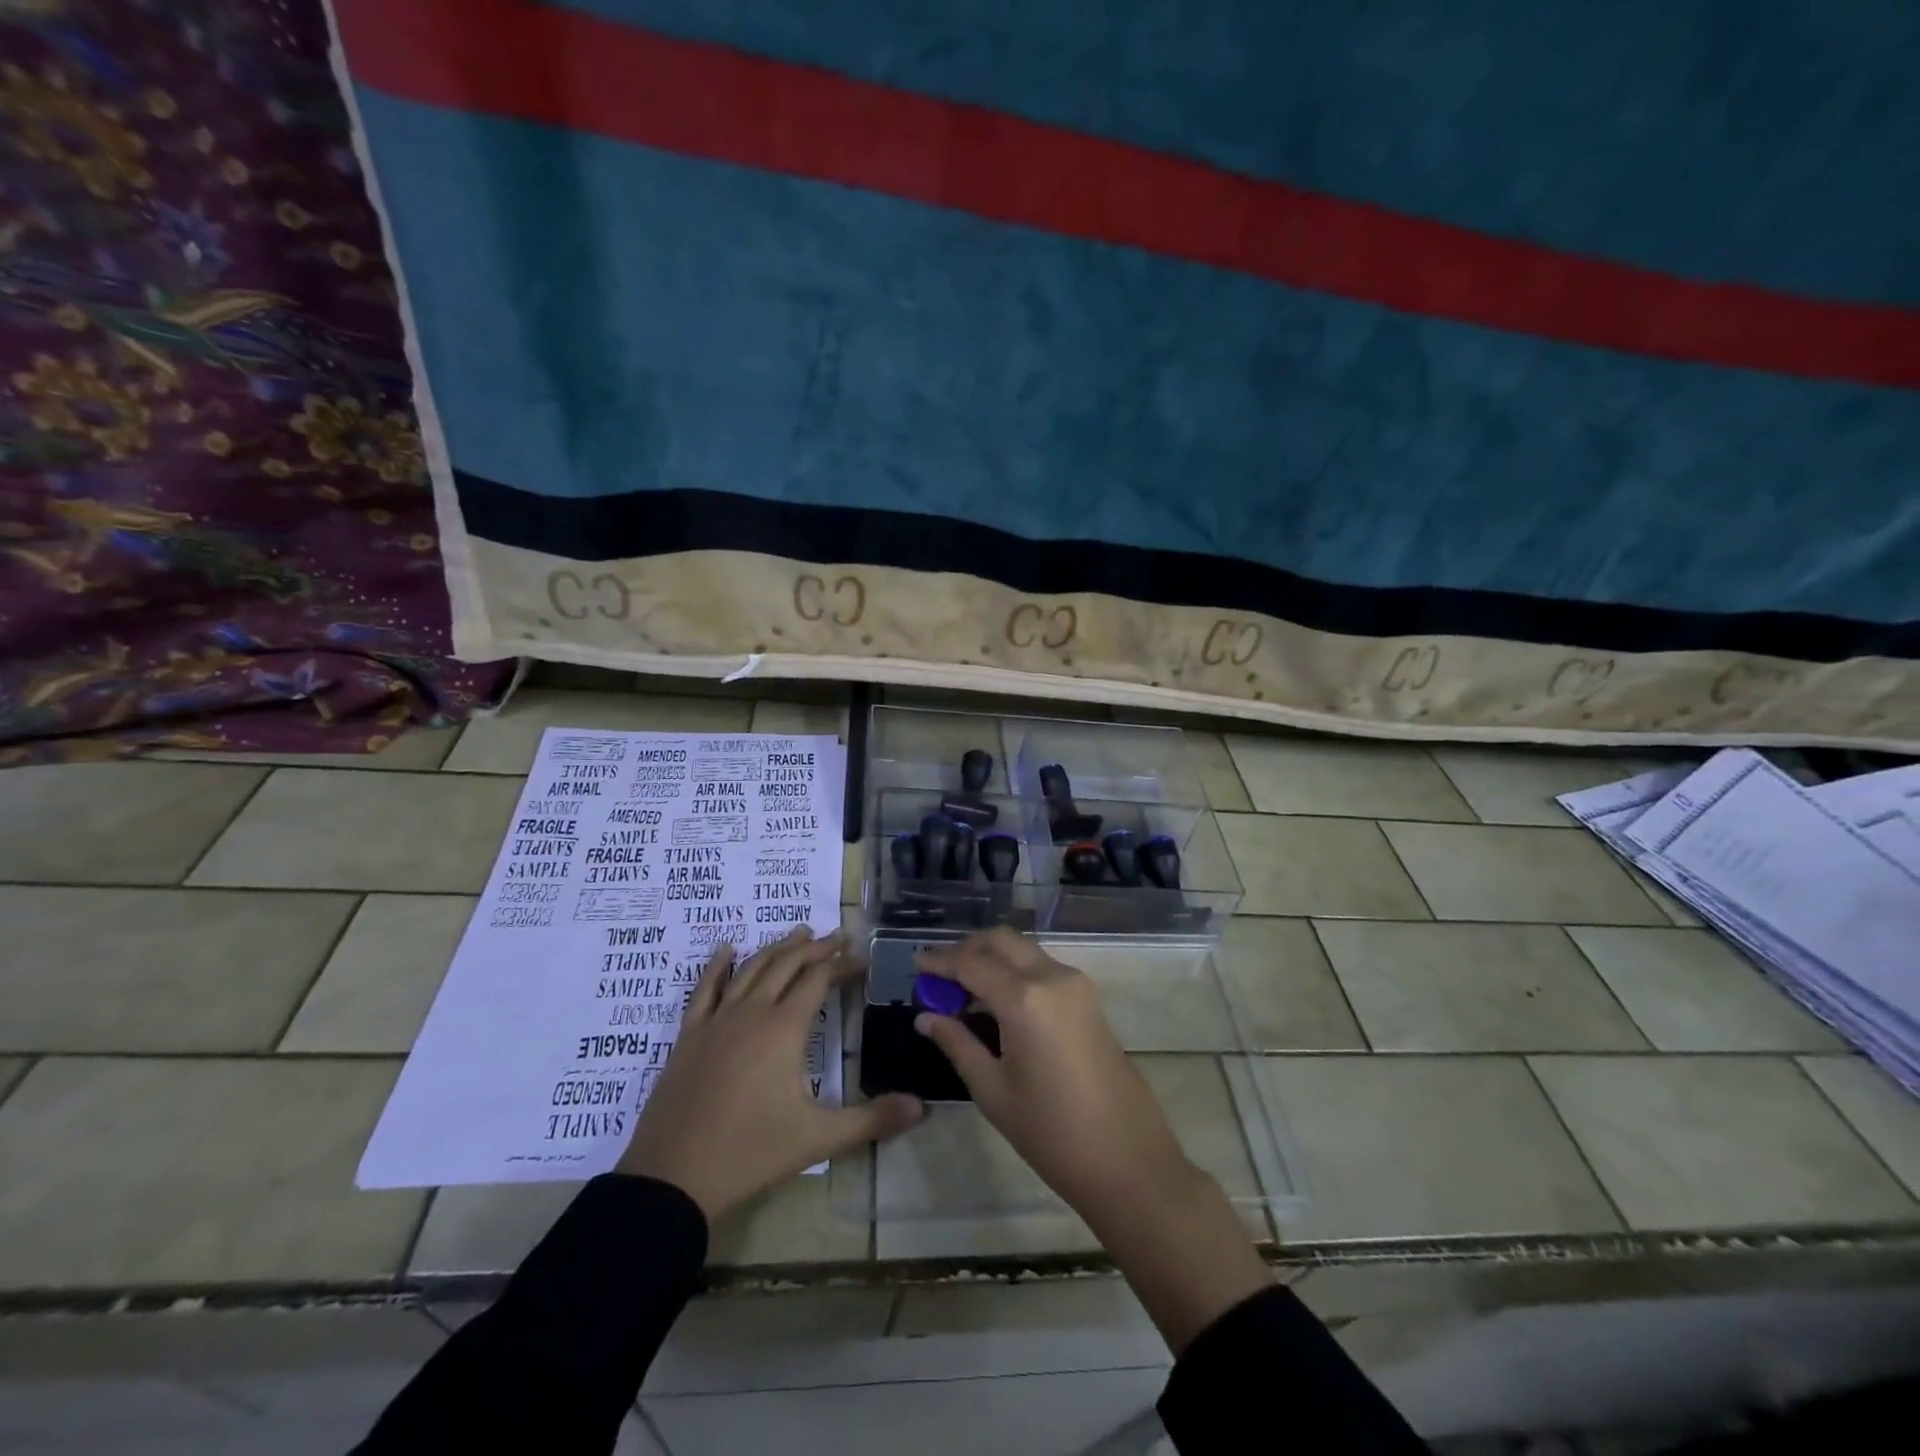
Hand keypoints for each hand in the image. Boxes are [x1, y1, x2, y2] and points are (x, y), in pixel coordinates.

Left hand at [618, 927, 923, 1219]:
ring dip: (776, 948)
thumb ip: (872, 1119)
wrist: (672, 1178)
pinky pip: (704, 989)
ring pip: (751, 969)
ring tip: (797, 933)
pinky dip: (717, 965)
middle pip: (787, 965)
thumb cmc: (751, 1153)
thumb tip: (923, 1107)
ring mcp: (717, 1021)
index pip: (819, 980)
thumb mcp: (819, 1138)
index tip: (861, 958)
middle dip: (814, 948)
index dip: (842, 964)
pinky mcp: (689, 1036)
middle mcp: (752, 1012)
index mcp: (784, 1028)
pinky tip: (726, 949)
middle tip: (837, 936)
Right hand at [911, 927, 1195, 1220]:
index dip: (940, 961)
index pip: (971, 963)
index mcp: (1025, 998)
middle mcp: (1052, 976)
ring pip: (1024, 950)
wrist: (1128, 1160)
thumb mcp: (992, 1090)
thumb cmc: (1051, 1132)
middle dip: (967, 949)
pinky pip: (1042, 967)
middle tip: (938, 974)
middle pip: (1001, 941)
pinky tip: (996, 1001)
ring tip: (962, 990)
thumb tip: (926, 1016)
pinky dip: (1014, 971)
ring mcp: (1076, 984)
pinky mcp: (1088, 998)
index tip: (915, 964)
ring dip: (992, 958)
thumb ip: (956, 1043)